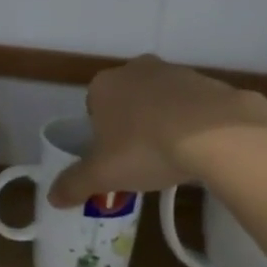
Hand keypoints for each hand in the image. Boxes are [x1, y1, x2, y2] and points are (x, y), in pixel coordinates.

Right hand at [48, 56, 266, 207]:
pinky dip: (194, 123)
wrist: (214, 133)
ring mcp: (175, 72)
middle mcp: (137, 69)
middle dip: (131, 125)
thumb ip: (74, 184)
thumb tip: (52, 197)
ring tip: (172, 158)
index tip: (111, 157)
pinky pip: (193, 106)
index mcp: (104, 85)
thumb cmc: (145, 148)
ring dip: (163, 122)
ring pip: (161, 100)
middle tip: (139, 159)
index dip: (100, 133)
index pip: (93, 106)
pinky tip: (200, 149)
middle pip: (127, 100)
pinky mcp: (209, 82)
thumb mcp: (102, 174)